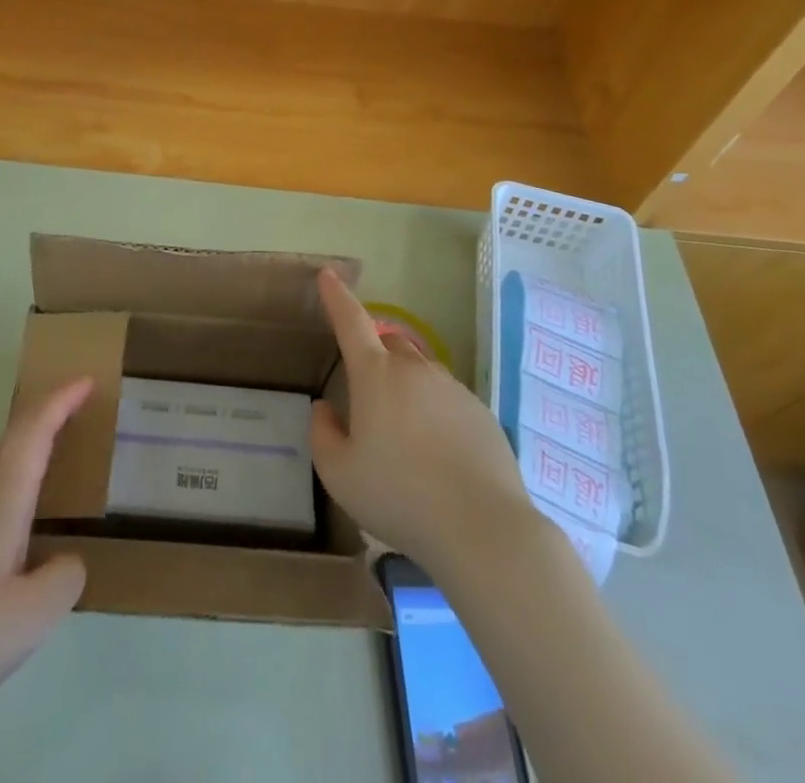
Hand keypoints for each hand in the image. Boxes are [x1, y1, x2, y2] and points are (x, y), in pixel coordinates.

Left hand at [0, 377, 93, 742]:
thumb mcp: (30, 619)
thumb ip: (64, 579)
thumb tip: (66, 558)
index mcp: (0, 502)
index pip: (34, 431)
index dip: (61, 400)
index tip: (87, 379)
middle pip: (11, 436)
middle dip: (45, 414)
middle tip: (77, 411)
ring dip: (23, 447)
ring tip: (51, 462)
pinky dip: (5, 478)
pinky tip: (8, 524)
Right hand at [310, 270, 541, 573]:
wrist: (482, 527)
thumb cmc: (399, 496)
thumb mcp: (339, 474)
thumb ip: (322, 435)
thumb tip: (324, 410)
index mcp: (376, 375)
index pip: (351, 322)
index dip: (337, 297)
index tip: (328, 275)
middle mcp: (415, 370)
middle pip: (389, 343)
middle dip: (374, 355)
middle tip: (366, 396)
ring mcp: (453, 388)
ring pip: (420, 374)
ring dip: (406, 390)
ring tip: (404, 441)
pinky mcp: (481, 413)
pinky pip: (448, 401)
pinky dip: (435, 415)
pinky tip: (437, 458)